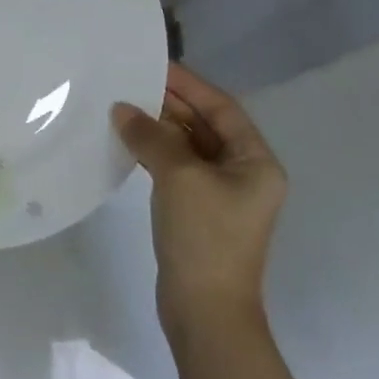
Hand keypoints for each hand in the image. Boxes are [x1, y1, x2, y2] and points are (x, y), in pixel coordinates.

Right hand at [112, 63, 286, 336]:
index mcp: (256, 162)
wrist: (205, 314)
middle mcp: (245, 174)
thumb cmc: (205, 238)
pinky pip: (178, 169)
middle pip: (206, 125)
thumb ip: (151, 136)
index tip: (155, 64)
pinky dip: (156, 153)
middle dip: (170, 104)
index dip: (188, 84)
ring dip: (160, 128)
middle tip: (131, 83)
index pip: (221, 108)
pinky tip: (129, 142)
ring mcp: (222, 195)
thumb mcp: (179, 177)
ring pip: (189, 147)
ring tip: (124, 107)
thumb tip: (122, 109)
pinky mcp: (200, 212)